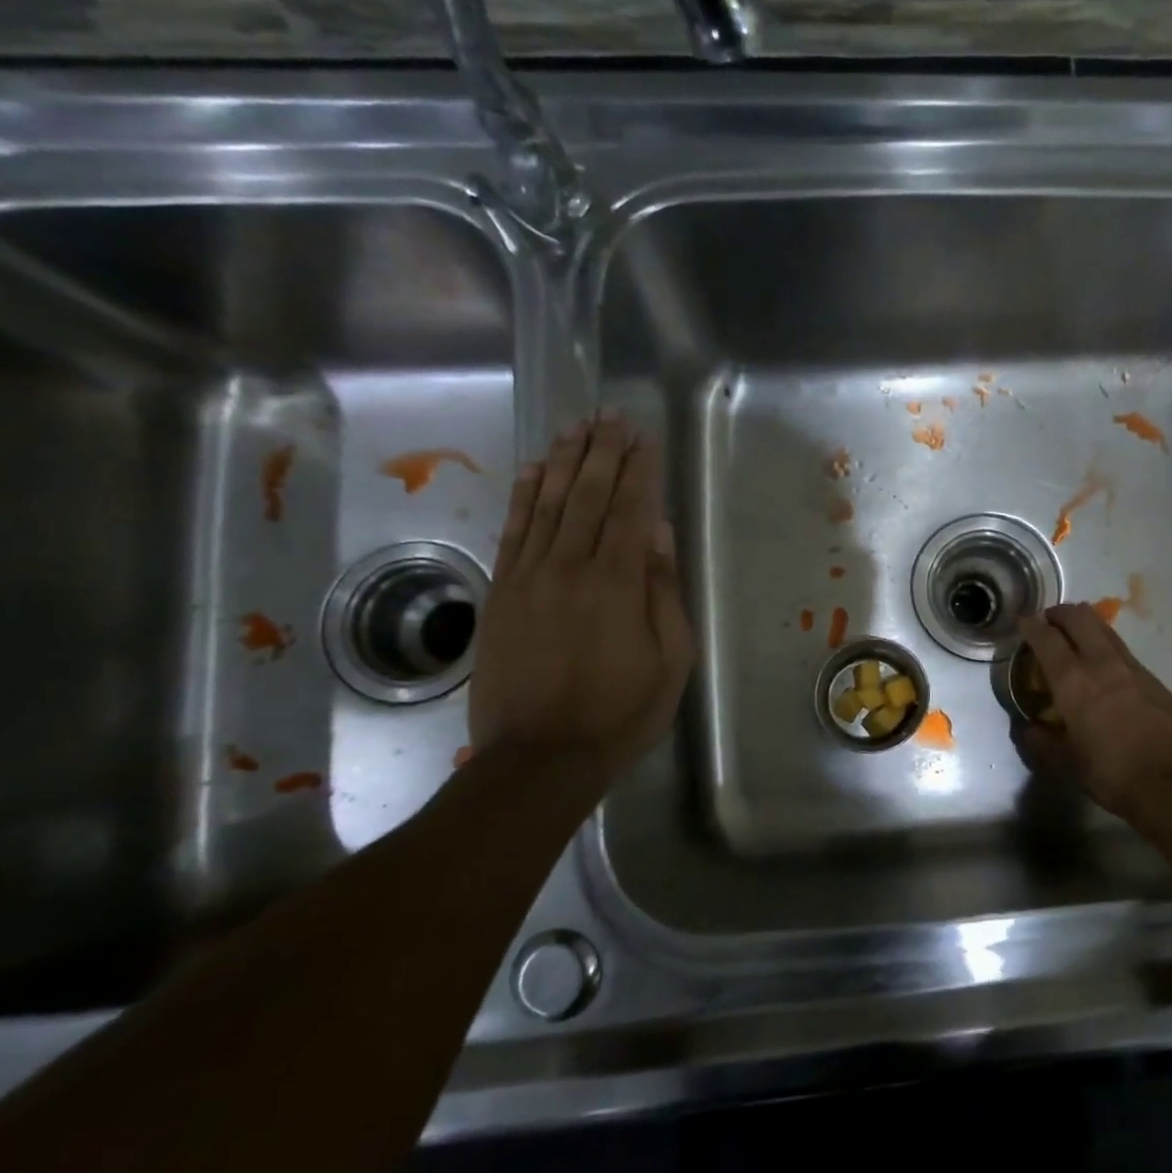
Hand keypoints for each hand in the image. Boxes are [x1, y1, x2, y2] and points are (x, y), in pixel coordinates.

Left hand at [469, 412, 693, 785]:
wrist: (540, 756)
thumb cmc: (621, 713)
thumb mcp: (670, 661)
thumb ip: (663, 592)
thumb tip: (658, 533)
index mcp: (617, 584)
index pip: (630, 510)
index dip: (638, 469)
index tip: (644, 436)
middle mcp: (570, 567)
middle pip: (588, 495)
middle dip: (603, 452)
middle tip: (612, 416)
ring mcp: (529, 577)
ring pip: (549, 504)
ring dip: (565, 461)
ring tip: (577, 426)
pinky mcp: (501, 593)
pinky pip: (514, 531)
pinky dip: (524, 495)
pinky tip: (535, 469)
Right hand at [1015, 604, 1171, 817]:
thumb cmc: (1111, 772)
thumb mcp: (1066, 763)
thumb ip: (1042, 742)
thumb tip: (1029, 728)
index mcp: (1072, 681)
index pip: (1046, 638)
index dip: (1031, 625)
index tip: (1022, 621)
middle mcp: (1101, 663)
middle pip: (1079, 618)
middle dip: (1060, 613)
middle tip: (1049, 621)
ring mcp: (1132, 667)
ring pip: (1104, 629)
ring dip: (1086, 624)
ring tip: (1075, 634)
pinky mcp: (1154, 678)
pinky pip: (1123, 650)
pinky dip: (1107, 646)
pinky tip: (1106, 666)